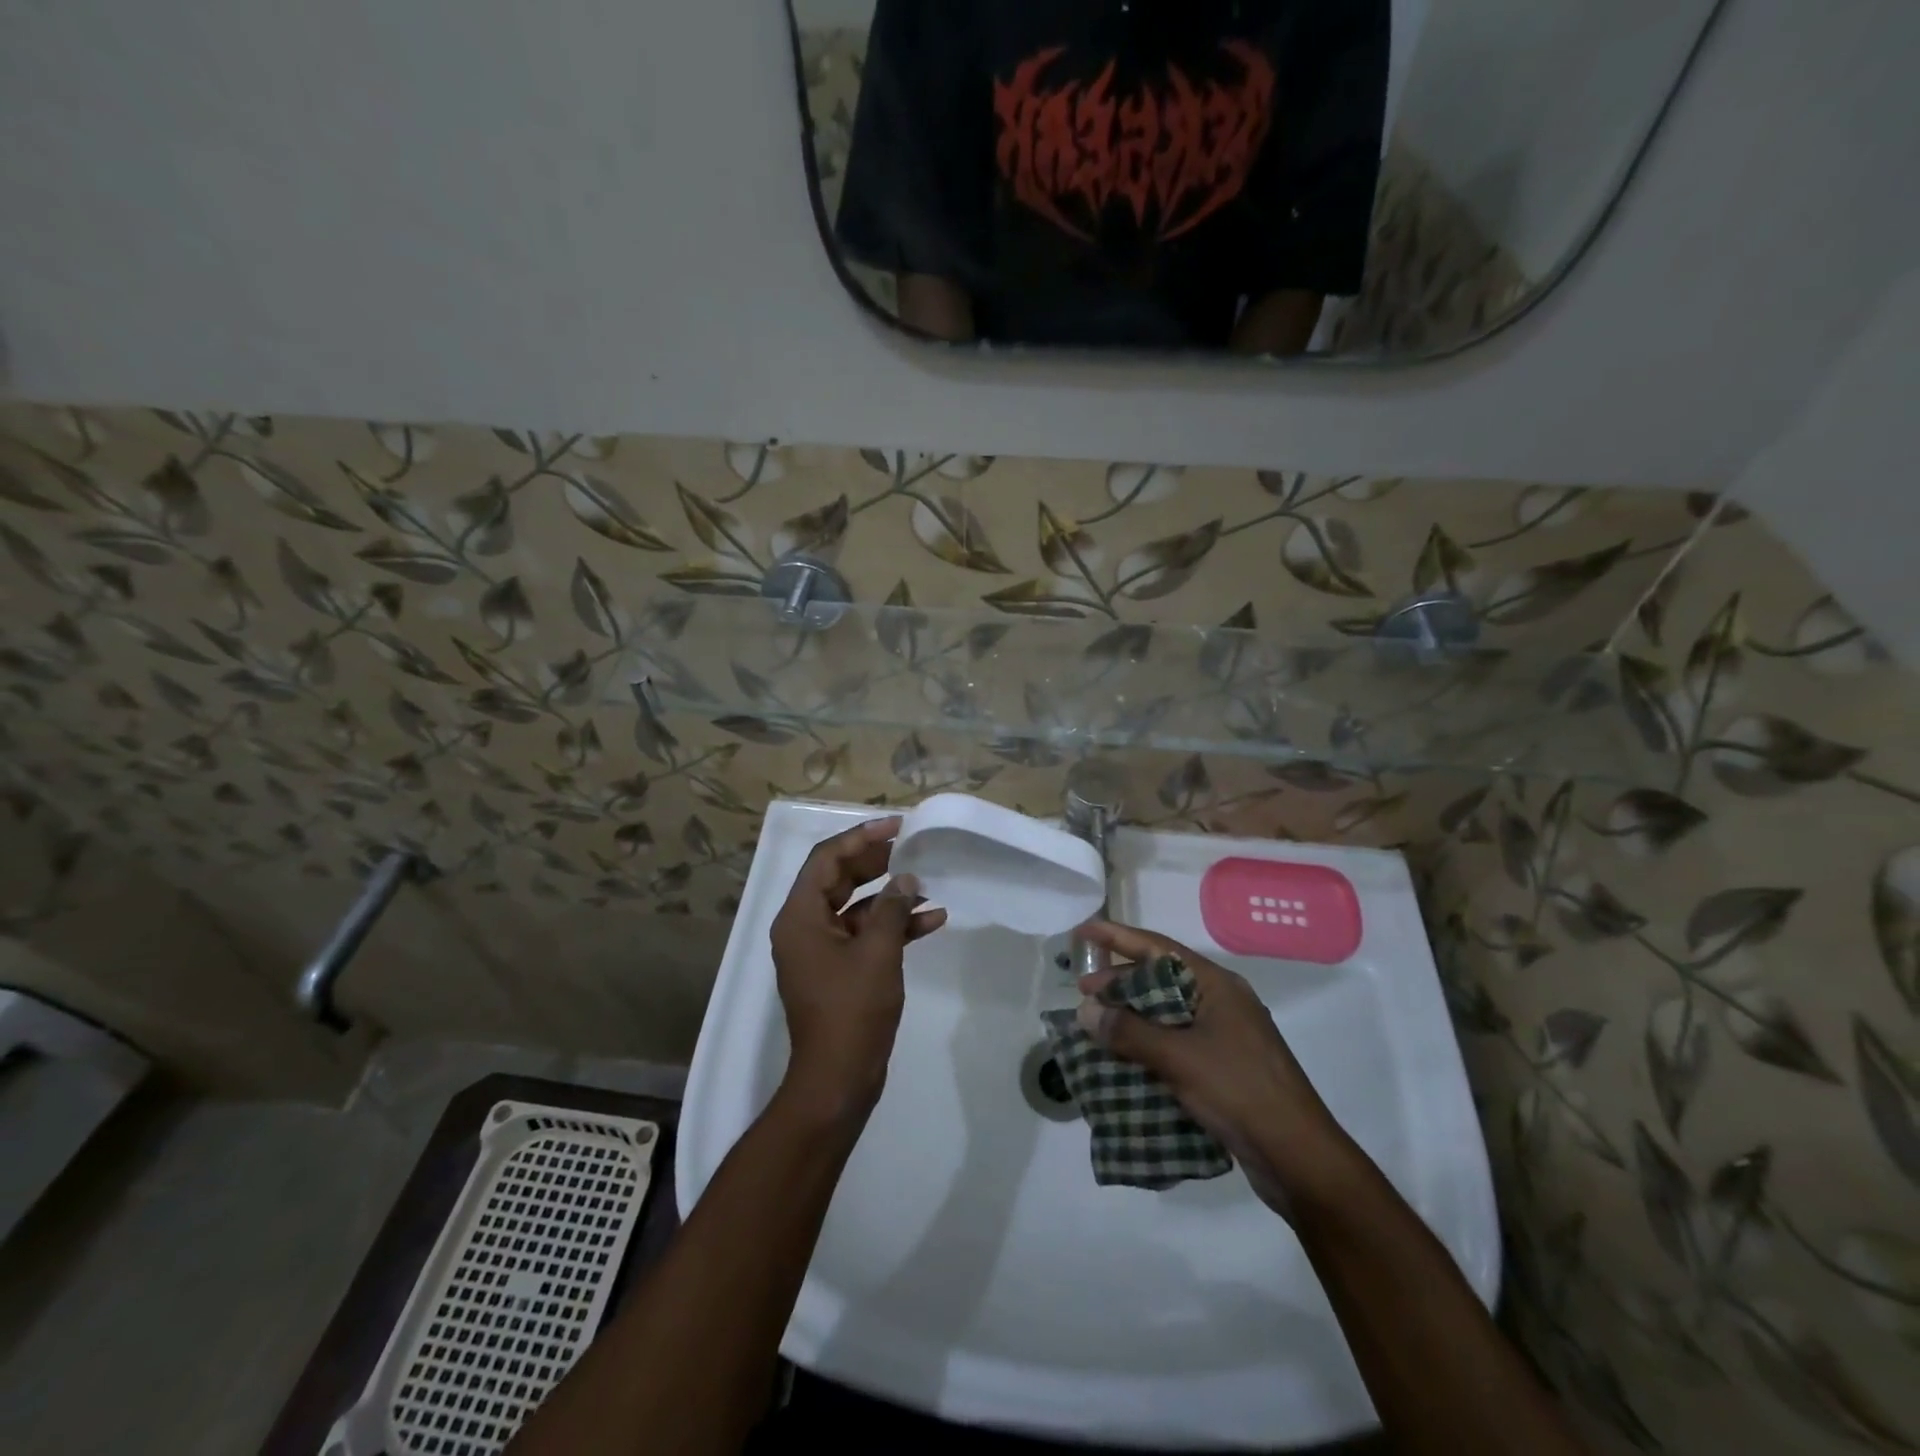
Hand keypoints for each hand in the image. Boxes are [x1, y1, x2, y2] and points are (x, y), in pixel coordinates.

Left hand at [770, 816, 945, 1122]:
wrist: (838, 1079)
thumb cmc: (852, 1011)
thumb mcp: (877, 953)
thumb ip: (892, 909)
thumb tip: (906, 879)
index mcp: (800, 916)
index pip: (826, 859)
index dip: (861, 837)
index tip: (897, 826)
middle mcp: (804, 927)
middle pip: (839, 878)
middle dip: (877, 862)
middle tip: (911, 849)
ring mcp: (821, 950)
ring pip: (855, 907)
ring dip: (890, 896)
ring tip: (927, 883)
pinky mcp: (839, 970)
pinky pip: (864, 935)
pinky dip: (893, 926)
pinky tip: (931, 921)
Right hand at [1074, 921, 1357, 1217]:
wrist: (1298, 1157)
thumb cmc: (1239, 1091)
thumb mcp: (1178, 1058)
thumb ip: (1129, 1031)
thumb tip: (1085, 1010)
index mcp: (1217, 985)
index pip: (1158, 948)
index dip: (1118, 937)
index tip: (1084, 932)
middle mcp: (1222, 1002)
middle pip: (1162, 978)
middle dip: (1121, 981)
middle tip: (1083, 990)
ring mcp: (1226, 1035)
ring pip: (1168, 1012)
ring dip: (1132, 1015)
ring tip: (1097, 1023)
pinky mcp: (1224, 1067)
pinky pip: (1176, 1041)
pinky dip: (1148, 1044)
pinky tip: (1124, 1058)